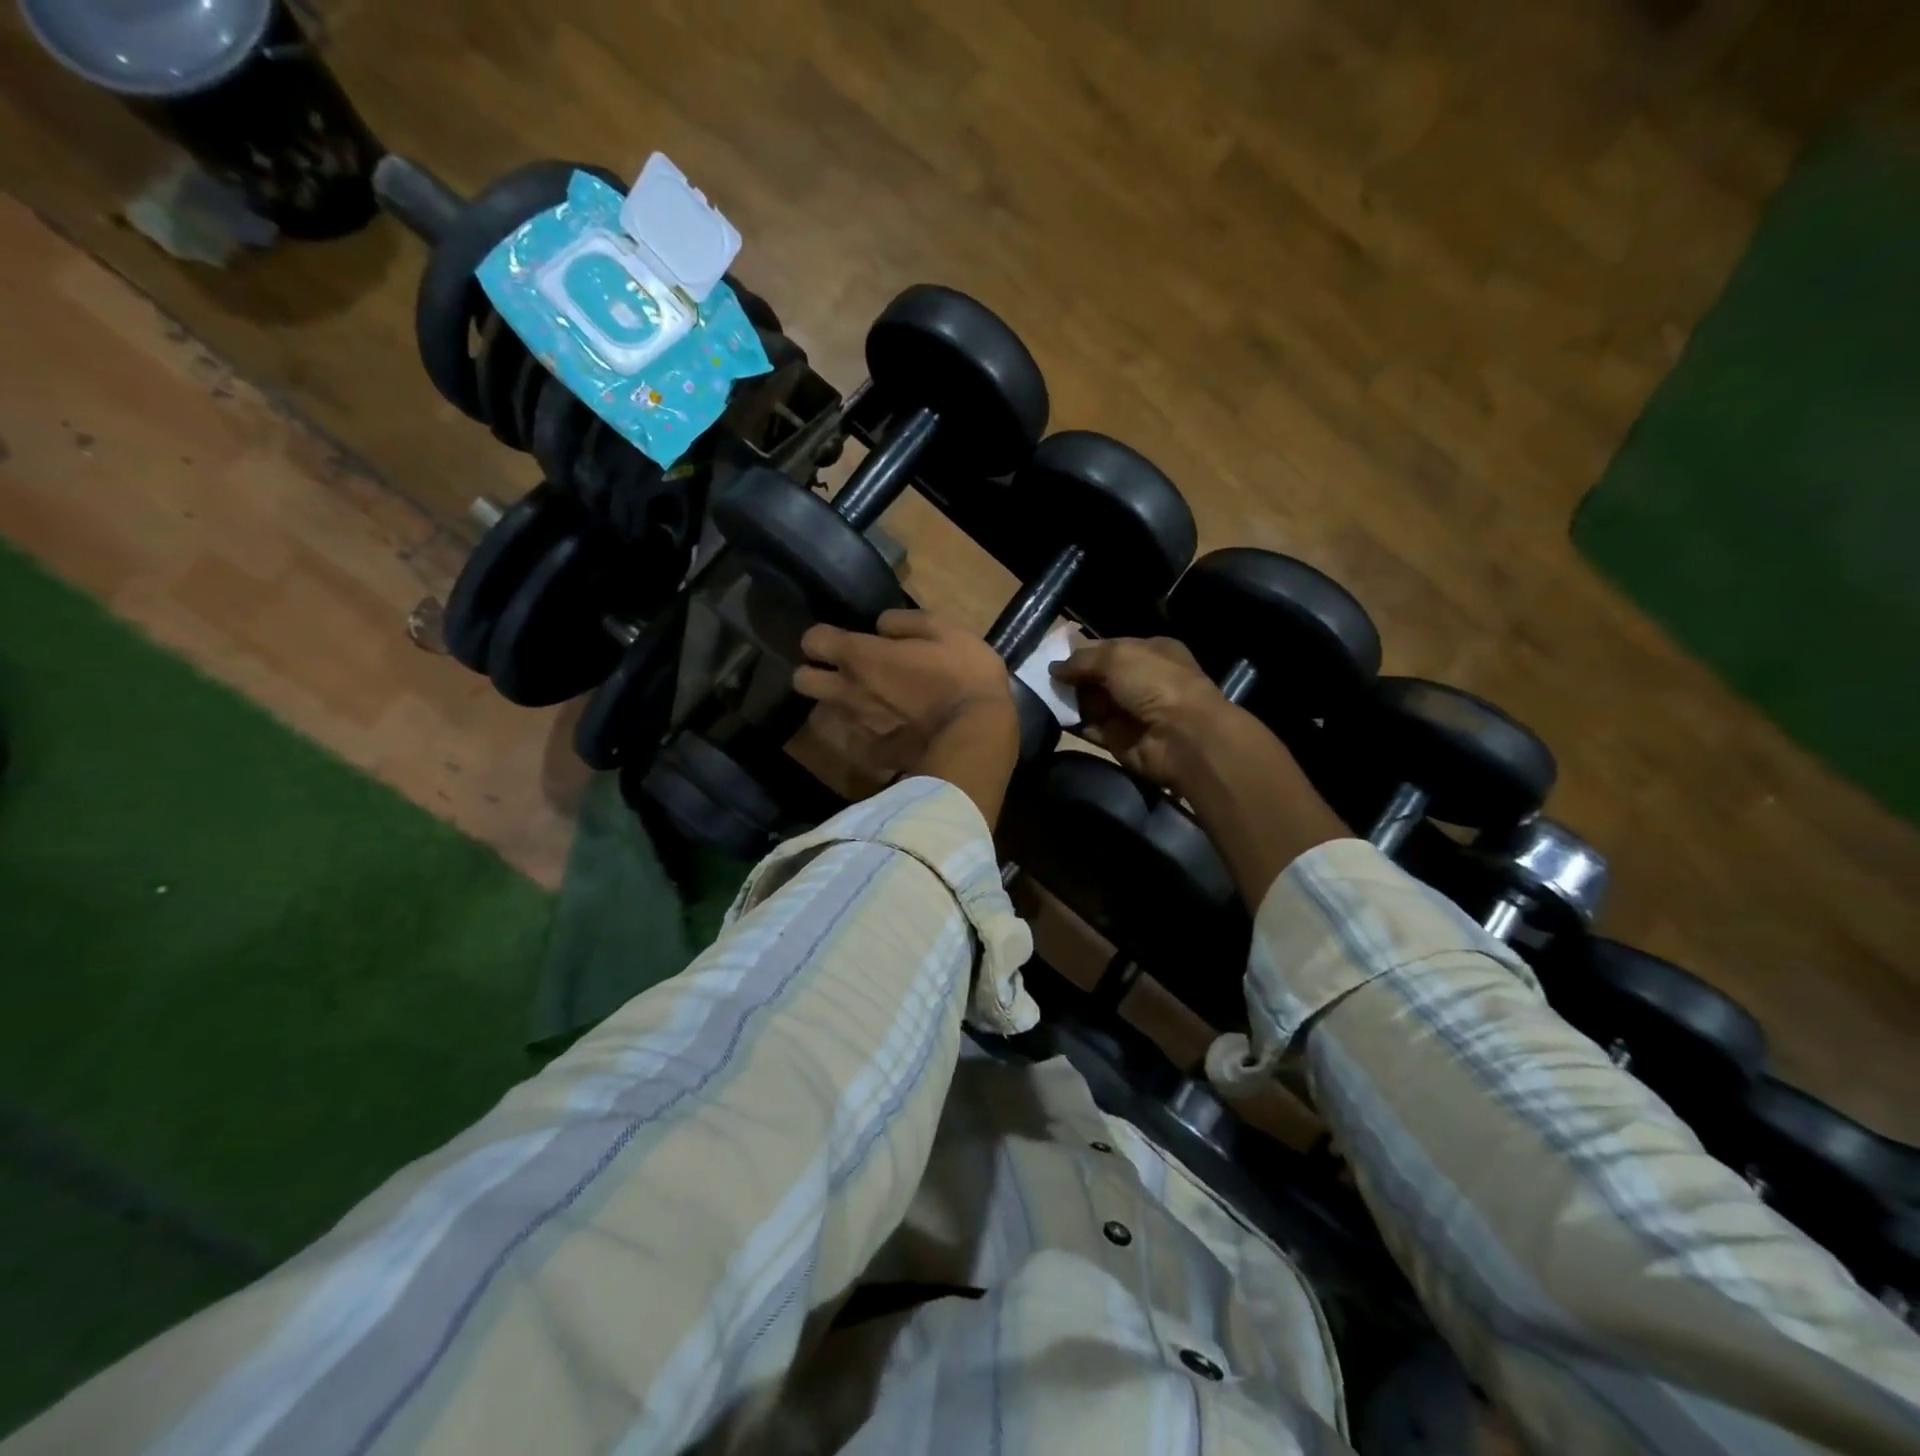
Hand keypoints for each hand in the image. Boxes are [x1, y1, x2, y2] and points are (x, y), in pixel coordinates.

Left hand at [794, 611, 1019, 822]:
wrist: (977, 737)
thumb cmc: (963, 676)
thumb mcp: (946, 631)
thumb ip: (906, 622)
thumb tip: (881, 626)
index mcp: (861, 656)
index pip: (813, 640)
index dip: (823, 637)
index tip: (842, 639)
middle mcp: (849, 691)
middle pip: (803, 681)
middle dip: (814, 673)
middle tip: (844, 672)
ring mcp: (859, 726)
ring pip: (828, 711)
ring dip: (842, 703)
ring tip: (871, 701)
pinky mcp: (874, 754)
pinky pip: (859, 739)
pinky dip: (868, 732)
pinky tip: (891, 730)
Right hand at [1055, 636, 1346, 906]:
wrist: (1182, 737)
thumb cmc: (1155, 684)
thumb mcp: (1117, 657)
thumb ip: (1082, 660)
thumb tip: (1054, 668)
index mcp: (1149, 651)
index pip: (1108, 647)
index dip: (1081, 650)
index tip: (1051, 654)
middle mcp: (1140, 680)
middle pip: (1097, 675)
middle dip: (1071, 676)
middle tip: (1037, 675)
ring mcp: (1129, 711)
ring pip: (1090, 701)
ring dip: (1067, 699)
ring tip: (1037, 693)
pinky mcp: (1119, 739)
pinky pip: (1089, 727)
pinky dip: (1072, 723)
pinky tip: (1048, 715)